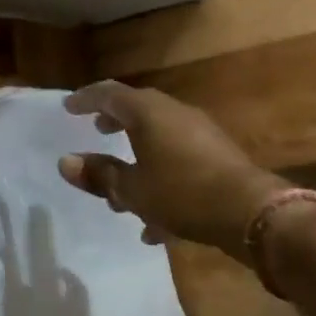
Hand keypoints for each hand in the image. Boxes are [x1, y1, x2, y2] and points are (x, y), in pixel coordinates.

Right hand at [59, 81, 286, 261]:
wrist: (249, 212)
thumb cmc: (182, 193)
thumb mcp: (132, 190)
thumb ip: (99, 175)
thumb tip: (65, 162)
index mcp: (148, 112)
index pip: (109, 94)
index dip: (86, 99)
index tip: (68, 108)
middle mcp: (174, 113)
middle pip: (137, 110)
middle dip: (115, 121)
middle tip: (97, 131)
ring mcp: (199, 132)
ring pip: (159, 137)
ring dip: (137, 155)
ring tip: (121, 186)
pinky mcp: (217, 155)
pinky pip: (178, 159)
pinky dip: (161, 177)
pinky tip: (155, 222)